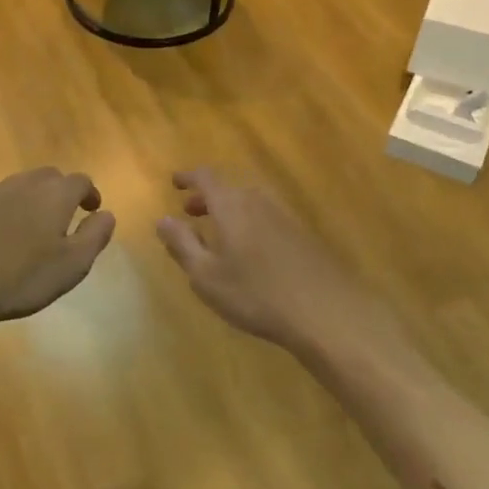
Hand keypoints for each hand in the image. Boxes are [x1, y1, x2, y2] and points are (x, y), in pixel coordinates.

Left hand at [0, 168, 115, 327]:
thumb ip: (95, 235)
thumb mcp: (74, 264)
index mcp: (54, 195)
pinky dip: (3, 208)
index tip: (92, 209)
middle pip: (48, 176)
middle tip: (65, 213)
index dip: (89, 193)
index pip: (80, 181)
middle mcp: (23, 185)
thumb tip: (106, 214)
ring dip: (31, 197)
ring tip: (32, 223)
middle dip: (61, 190)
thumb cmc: (24, 278)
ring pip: (18, 185)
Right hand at [155, 169, 369, 352]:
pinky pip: (267, 217)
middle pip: (230, 188)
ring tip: (217, 233)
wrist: (326, 311)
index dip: (188, 177)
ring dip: (230, 210)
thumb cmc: (255, 294)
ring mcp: (286, 217)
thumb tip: (162, 220)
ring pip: (250, 202)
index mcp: (232, 206)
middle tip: (190, 212)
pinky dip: (249, 223)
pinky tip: (249, 251)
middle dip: (207, 198)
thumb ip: (182, 244)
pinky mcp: (303, 235)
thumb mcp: (206, 275)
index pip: (206, 178)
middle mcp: (259, 202)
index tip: (175, 183)